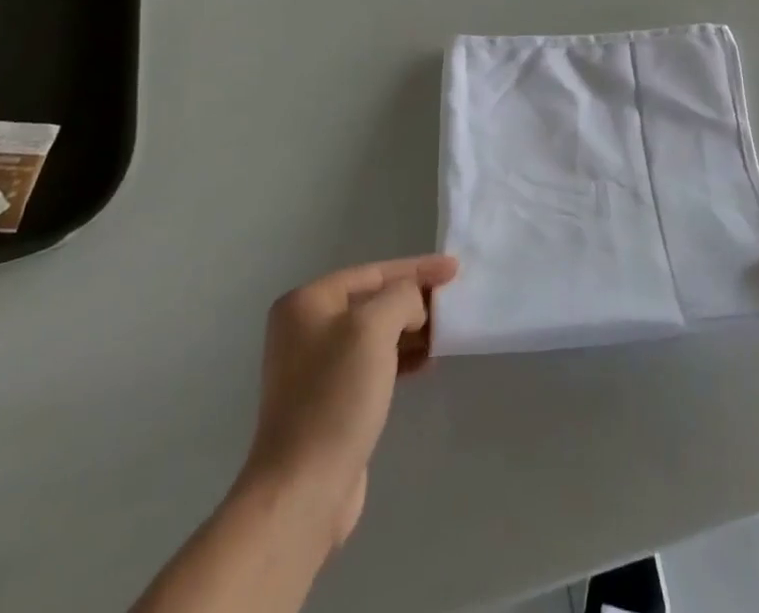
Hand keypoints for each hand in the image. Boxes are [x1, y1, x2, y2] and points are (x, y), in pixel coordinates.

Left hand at [245, 254, 459, 546]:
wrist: (303, 490)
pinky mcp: (329, 401)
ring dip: (412, 329)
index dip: (418, 268)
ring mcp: (315, 368)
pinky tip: (427, 362)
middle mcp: (306, 328)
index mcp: (307, 302)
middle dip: (415, 300)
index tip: (455, 269)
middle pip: (374, 300)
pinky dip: (401, 357)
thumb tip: (413, 307)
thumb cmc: (336, 396)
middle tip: (454, 302)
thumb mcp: (374, 327)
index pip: (374, 272)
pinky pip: (374, 363)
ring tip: (446, 332)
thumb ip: (402, 297)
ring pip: (376, 333)